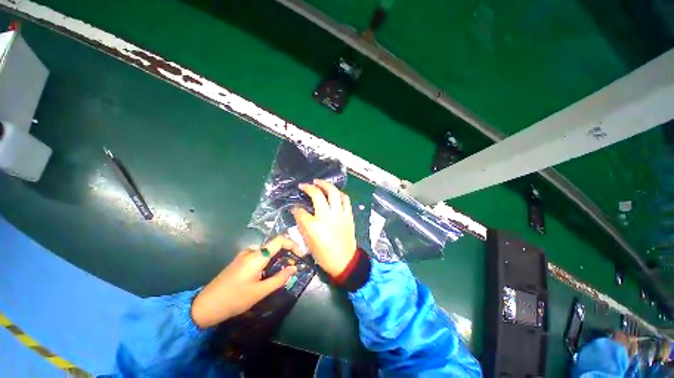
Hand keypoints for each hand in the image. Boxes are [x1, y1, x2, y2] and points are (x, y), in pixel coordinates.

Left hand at [190, 236, 298, 327]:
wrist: (205, 306)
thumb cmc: (234, 299)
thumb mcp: (260, 292)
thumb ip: (279, 278)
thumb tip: (294, 268)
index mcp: (257, 256)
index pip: (280, 240)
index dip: (292, 244)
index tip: (299, 255)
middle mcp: (251, 251)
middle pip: (274, 245)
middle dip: (286, 253)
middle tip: (291, 267)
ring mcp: (244, 256)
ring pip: (267, 251)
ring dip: (277, 258)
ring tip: (280, 273)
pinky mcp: (239, 261)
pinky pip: (259, 256)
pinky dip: (268, 261)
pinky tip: (266, 275)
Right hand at [291, 179, 356, 276]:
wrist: (345, 261)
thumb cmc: (324, 255)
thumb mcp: (308, 242)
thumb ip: (302, 224)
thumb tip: (297, 212)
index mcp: (314, 226)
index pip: (301, 212)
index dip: (296, 209)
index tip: (295, 207)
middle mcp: (327, 217)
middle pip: (318, 195)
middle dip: (309, 187)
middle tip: (305, 185)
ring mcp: (340, 214)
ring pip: (334, 193)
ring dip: (326, 185)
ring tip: (319, 182)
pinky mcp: (348, 215)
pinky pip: (345, 199)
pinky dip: (339, 193)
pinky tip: (334, 192)